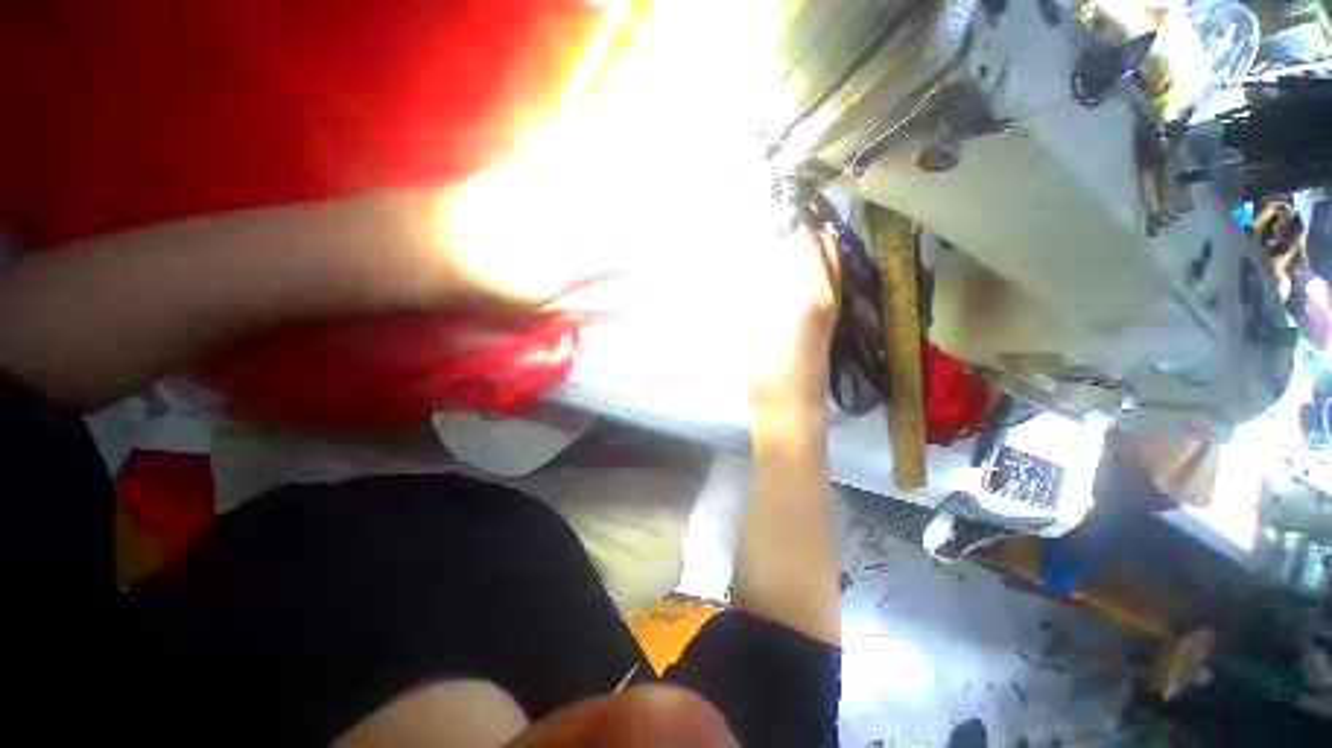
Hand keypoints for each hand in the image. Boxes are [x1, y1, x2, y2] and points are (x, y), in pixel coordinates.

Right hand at [744, 226, 839, 419]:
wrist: (792, 409)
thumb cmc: (766, 373)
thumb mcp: (750, 330)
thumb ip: (755, 295)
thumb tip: (754, 267)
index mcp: (810, 294)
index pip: (810, 243)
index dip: (795, 226)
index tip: (777, 217)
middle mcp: (830, 296)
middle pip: (829, 249)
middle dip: (809, 232)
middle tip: (782, 229)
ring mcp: (834, 309)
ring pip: (834, 265)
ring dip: (815, 250)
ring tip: (787, 246)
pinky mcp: (832, 322)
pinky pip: (831, 282)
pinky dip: (817, 269)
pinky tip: (794, 275)